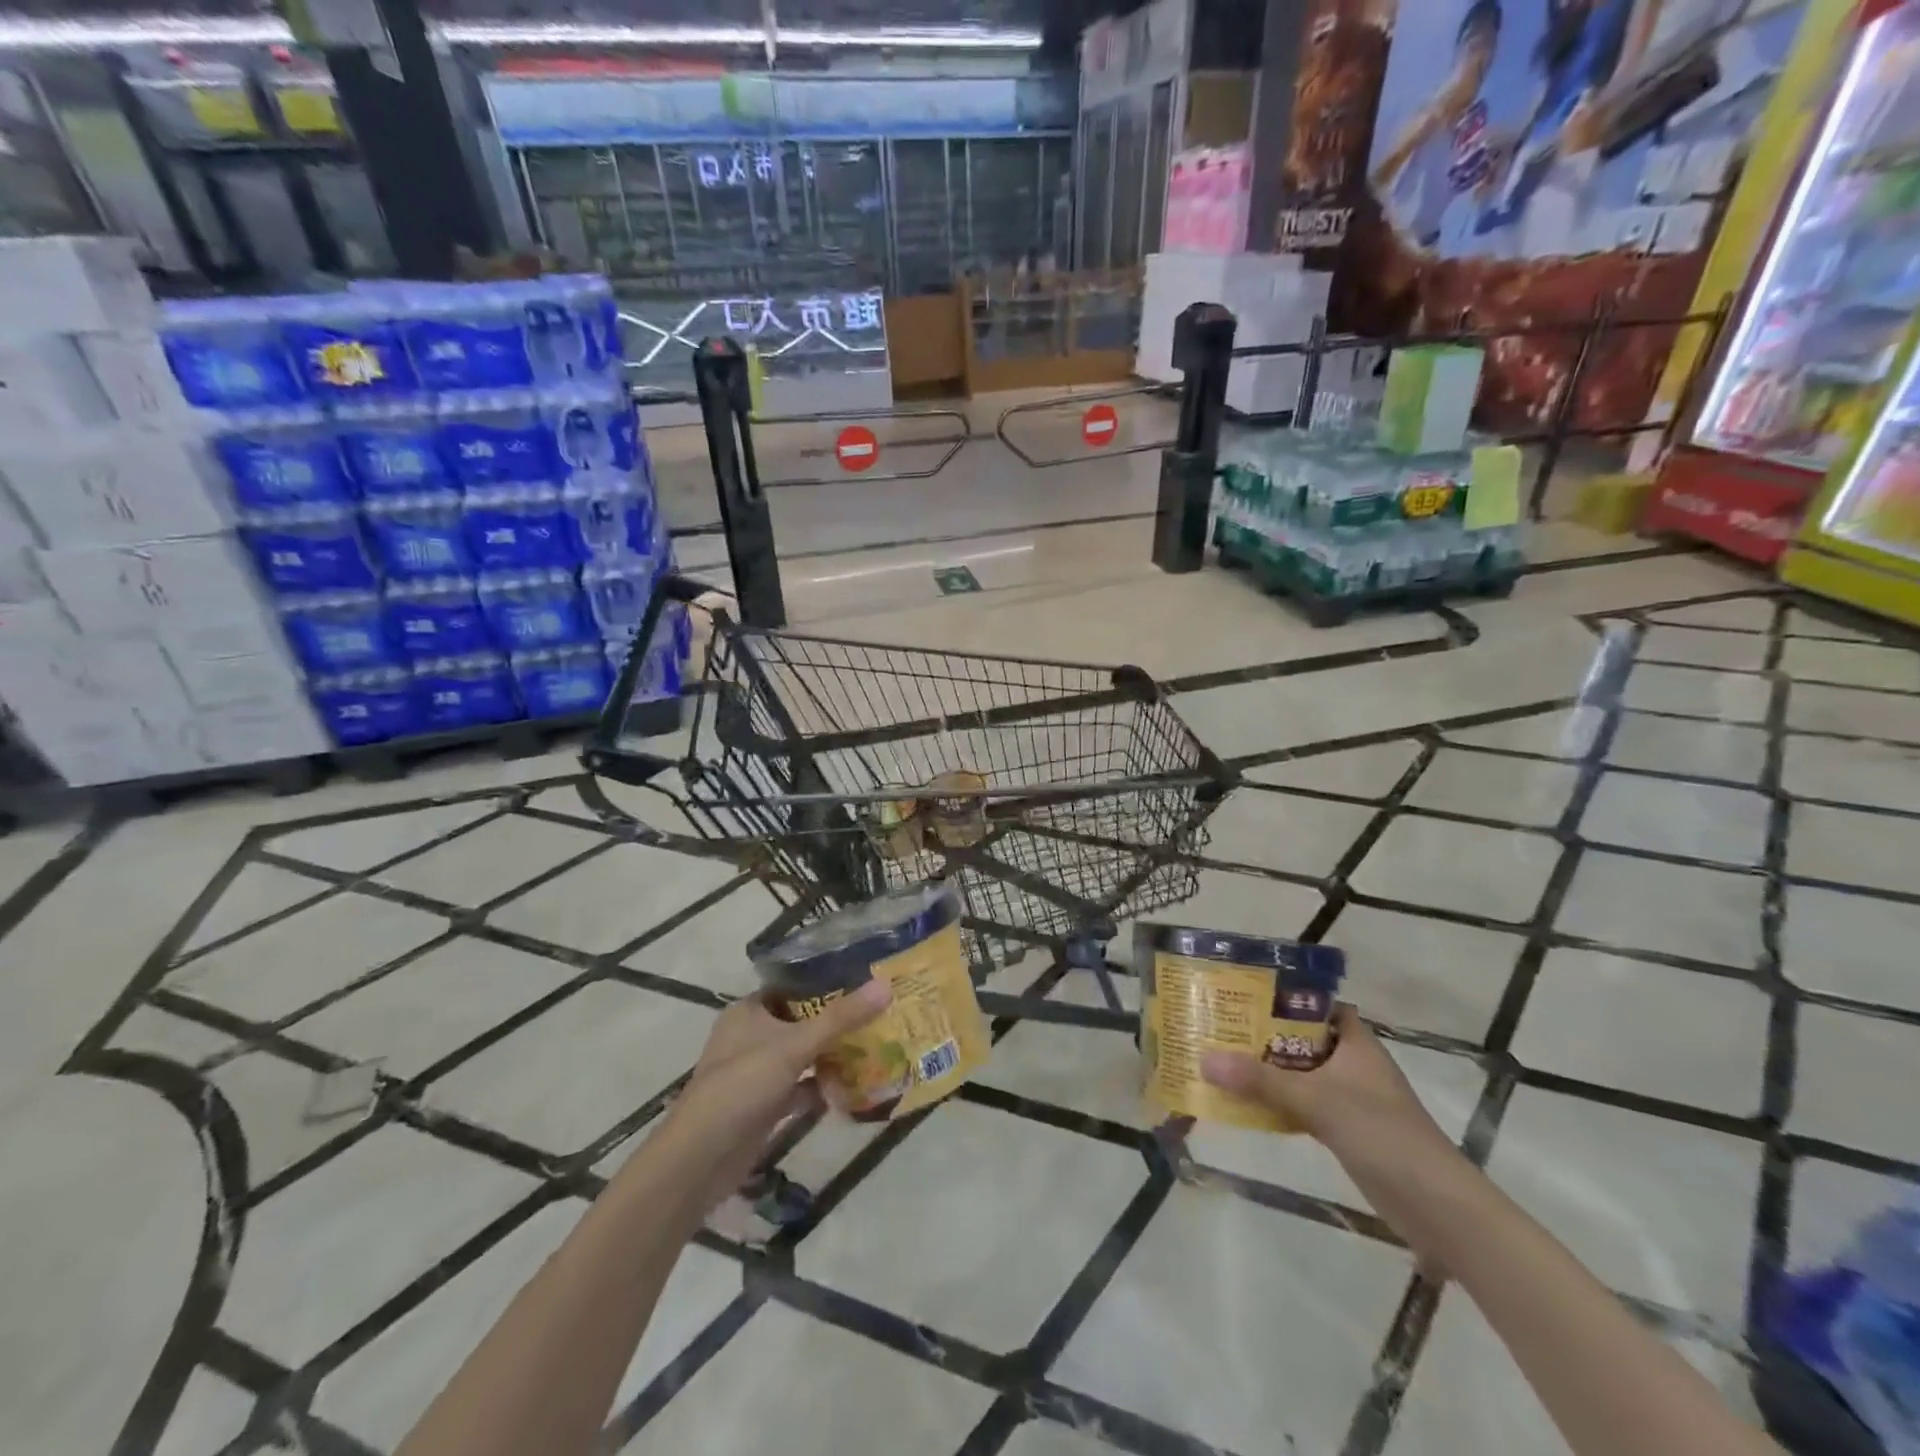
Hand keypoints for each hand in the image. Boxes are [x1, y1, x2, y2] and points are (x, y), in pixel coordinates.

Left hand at [655, 980, 891, 1211]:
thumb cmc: (742, 1086)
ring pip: (802, 1056)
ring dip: (833, 1056)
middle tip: (881, 1014)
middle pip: (802, 1022)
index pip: (793, 987)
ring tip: (877, 1046)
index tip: (866, 980)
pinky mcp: (763, 1106)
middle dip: (838, 1022)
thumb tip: (885, 986)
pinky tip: (854, 1088)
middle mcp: (751, 1036)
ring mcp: (756, 1073)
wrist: (700, 1159)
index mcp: (749, 1011)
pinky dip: (822, 1088)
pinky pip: (800, 1088)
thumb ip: (841, 1018)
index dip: (827, 983)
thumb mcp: (794, 1046)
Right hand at [1199, 1004, 1448, 1157]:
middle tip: (1222, 1025)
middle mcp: (1355, 1065)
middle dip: (1266, 1034)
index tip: (1245, 992)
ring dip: (1269, 1071)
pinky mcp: (1349, 1132)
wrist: (1438, 1208)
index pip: (1319, 1005)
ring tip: (1224, 1059)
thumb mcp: (1316, 1101)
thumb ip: (1260, 1081)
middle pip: (1304, 1039)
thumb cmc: (1382, 1134)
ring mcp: (1353, 1100)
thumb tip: (1204, 1059)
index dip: (1286, 996)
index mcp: (1357, 1043)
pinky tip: (1248, 1105)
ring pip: (1303, 1074)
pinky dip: (1280, 1103)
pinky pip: (1305, 1106)